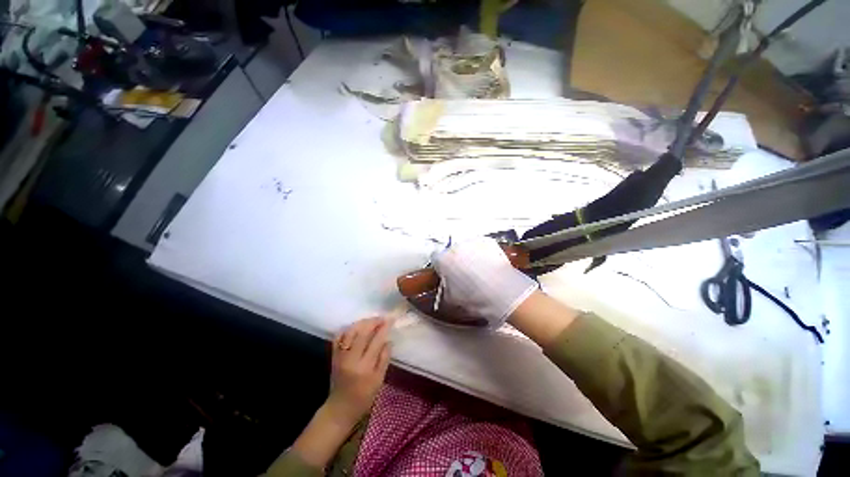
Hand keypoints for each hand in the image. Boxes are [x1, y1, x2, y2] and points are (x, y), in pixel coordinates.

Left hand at [326, 317, 391, 426]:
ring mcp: (340, 356)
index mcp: (364, 367)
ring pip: (350, 332)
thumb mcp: (379, 381)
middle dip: (373, 322)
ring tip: (371, 321)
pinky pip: (338, 337)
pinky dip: (347, 329)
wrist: (340, 409)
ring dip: (361, 322)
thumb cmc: (363, 397)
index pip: (376, 341)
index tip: (391, 319)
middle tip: (382, 318)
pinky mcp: (333, 356)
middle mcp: (351, 358)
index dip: (384, 328)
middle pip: (362, 332)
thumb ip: (384, 359)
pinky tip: (355, 327)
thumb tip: (389, 340)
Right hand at [432, 237, 537, 328]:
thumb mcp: (453, 300)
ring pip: (466, 247)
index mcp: (443, 259)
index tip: (446, 273)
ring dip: (468, 255)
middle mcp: (455, 246)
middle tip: (464, 273)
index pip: (436, 258)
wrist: (504, 293)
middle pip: (451, 251)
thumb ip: (445, 289)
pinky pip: (480, 246)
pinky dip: (482, 253)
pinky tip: (488, 265)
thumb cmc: (476, 298)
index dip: (441, 267)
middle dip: (455, 260)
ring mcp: (473, 241)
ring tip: (478, 269)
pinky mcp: (488, 241)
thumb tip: (447, 285)